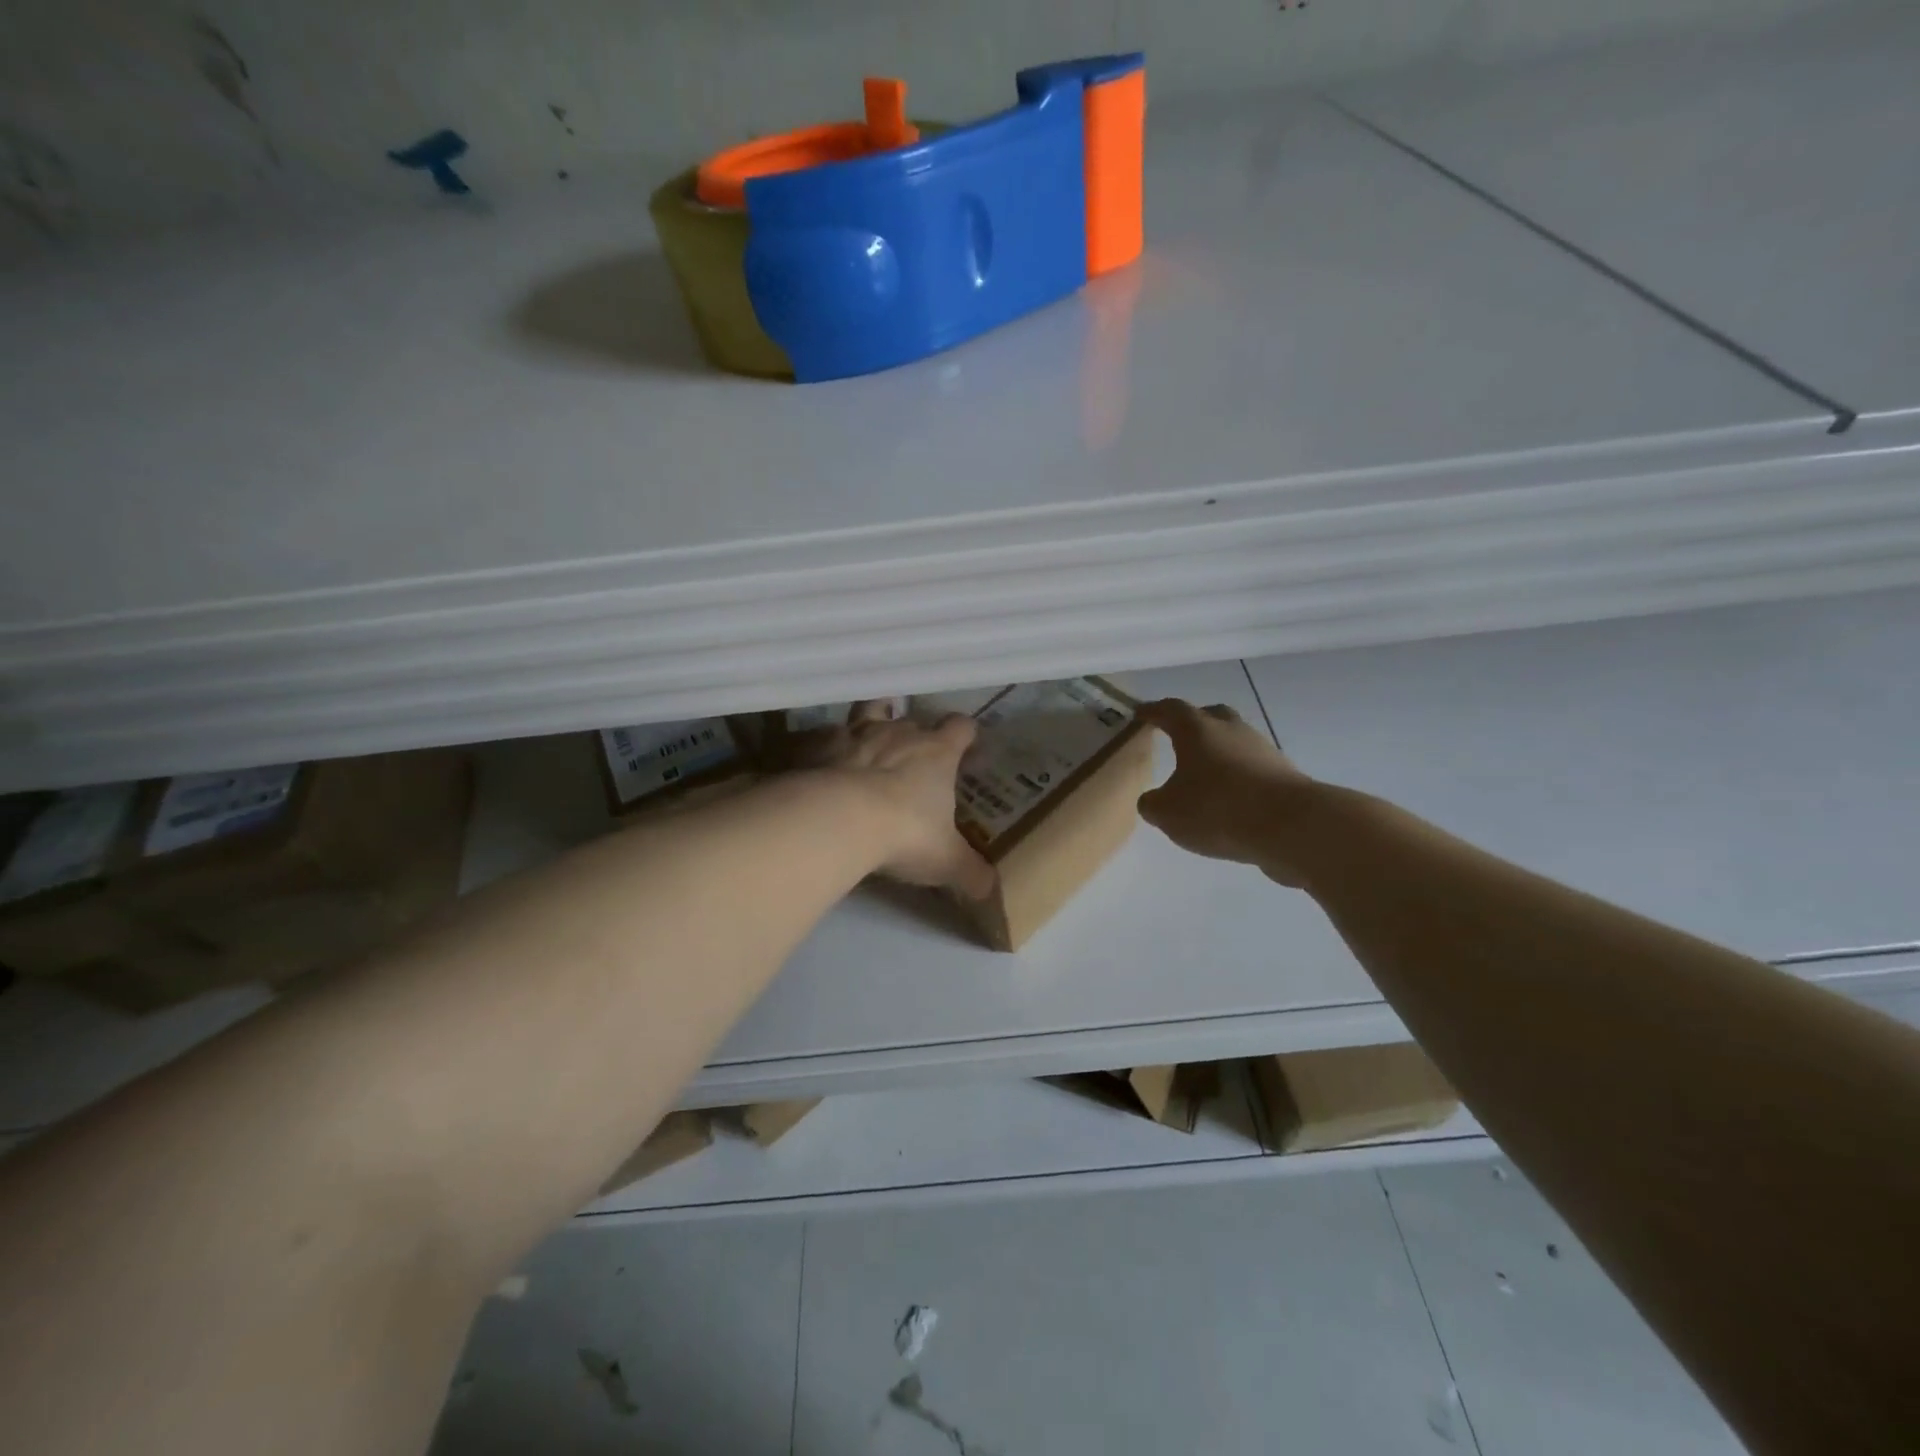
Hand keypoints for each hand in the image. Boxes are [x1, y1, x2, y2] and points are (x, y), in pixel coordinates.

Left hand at [795, 703, 996, 899]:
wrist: (837, 819)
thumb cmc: (904, 833)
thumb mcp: (946, 861)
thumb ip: (971, 874)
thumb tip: (992, 891)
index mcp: (937, 752)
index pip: (961, 727)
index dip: (965, 734)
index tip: (966, 747)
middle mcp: (899, 732)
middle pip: (912, 718)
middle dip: (914, 732)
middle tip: (913, 759)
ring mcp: (856, 733)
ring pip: (869, 709)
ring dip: (871, 719)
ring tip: (869, 740)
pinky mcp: (818, 744)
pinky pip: (825, 735)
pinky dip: (828, 746)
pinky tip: (825, 765)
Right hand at [1136, 699, 1318, 885]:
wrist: (1292, 826)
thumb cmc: (1218, 809)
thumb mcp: (1167, 813)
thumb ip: (1152, 803)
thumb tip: (1152, 800)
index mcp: (1196, 729)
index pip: (1170, 710)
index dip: (1153, 711)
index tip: (1140, 713)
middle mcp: (1230, 729)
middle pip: (1209, 715)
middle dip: (1192, 723)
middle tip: (1176, 736)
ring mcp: (1261, 749)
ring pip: (1234, 741)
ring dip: (1218, 752)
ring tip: (1203, 775)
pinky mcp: (1283, 774)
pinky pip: (1251, 767)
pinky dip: (1237, 776)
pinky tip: (1229, 799)